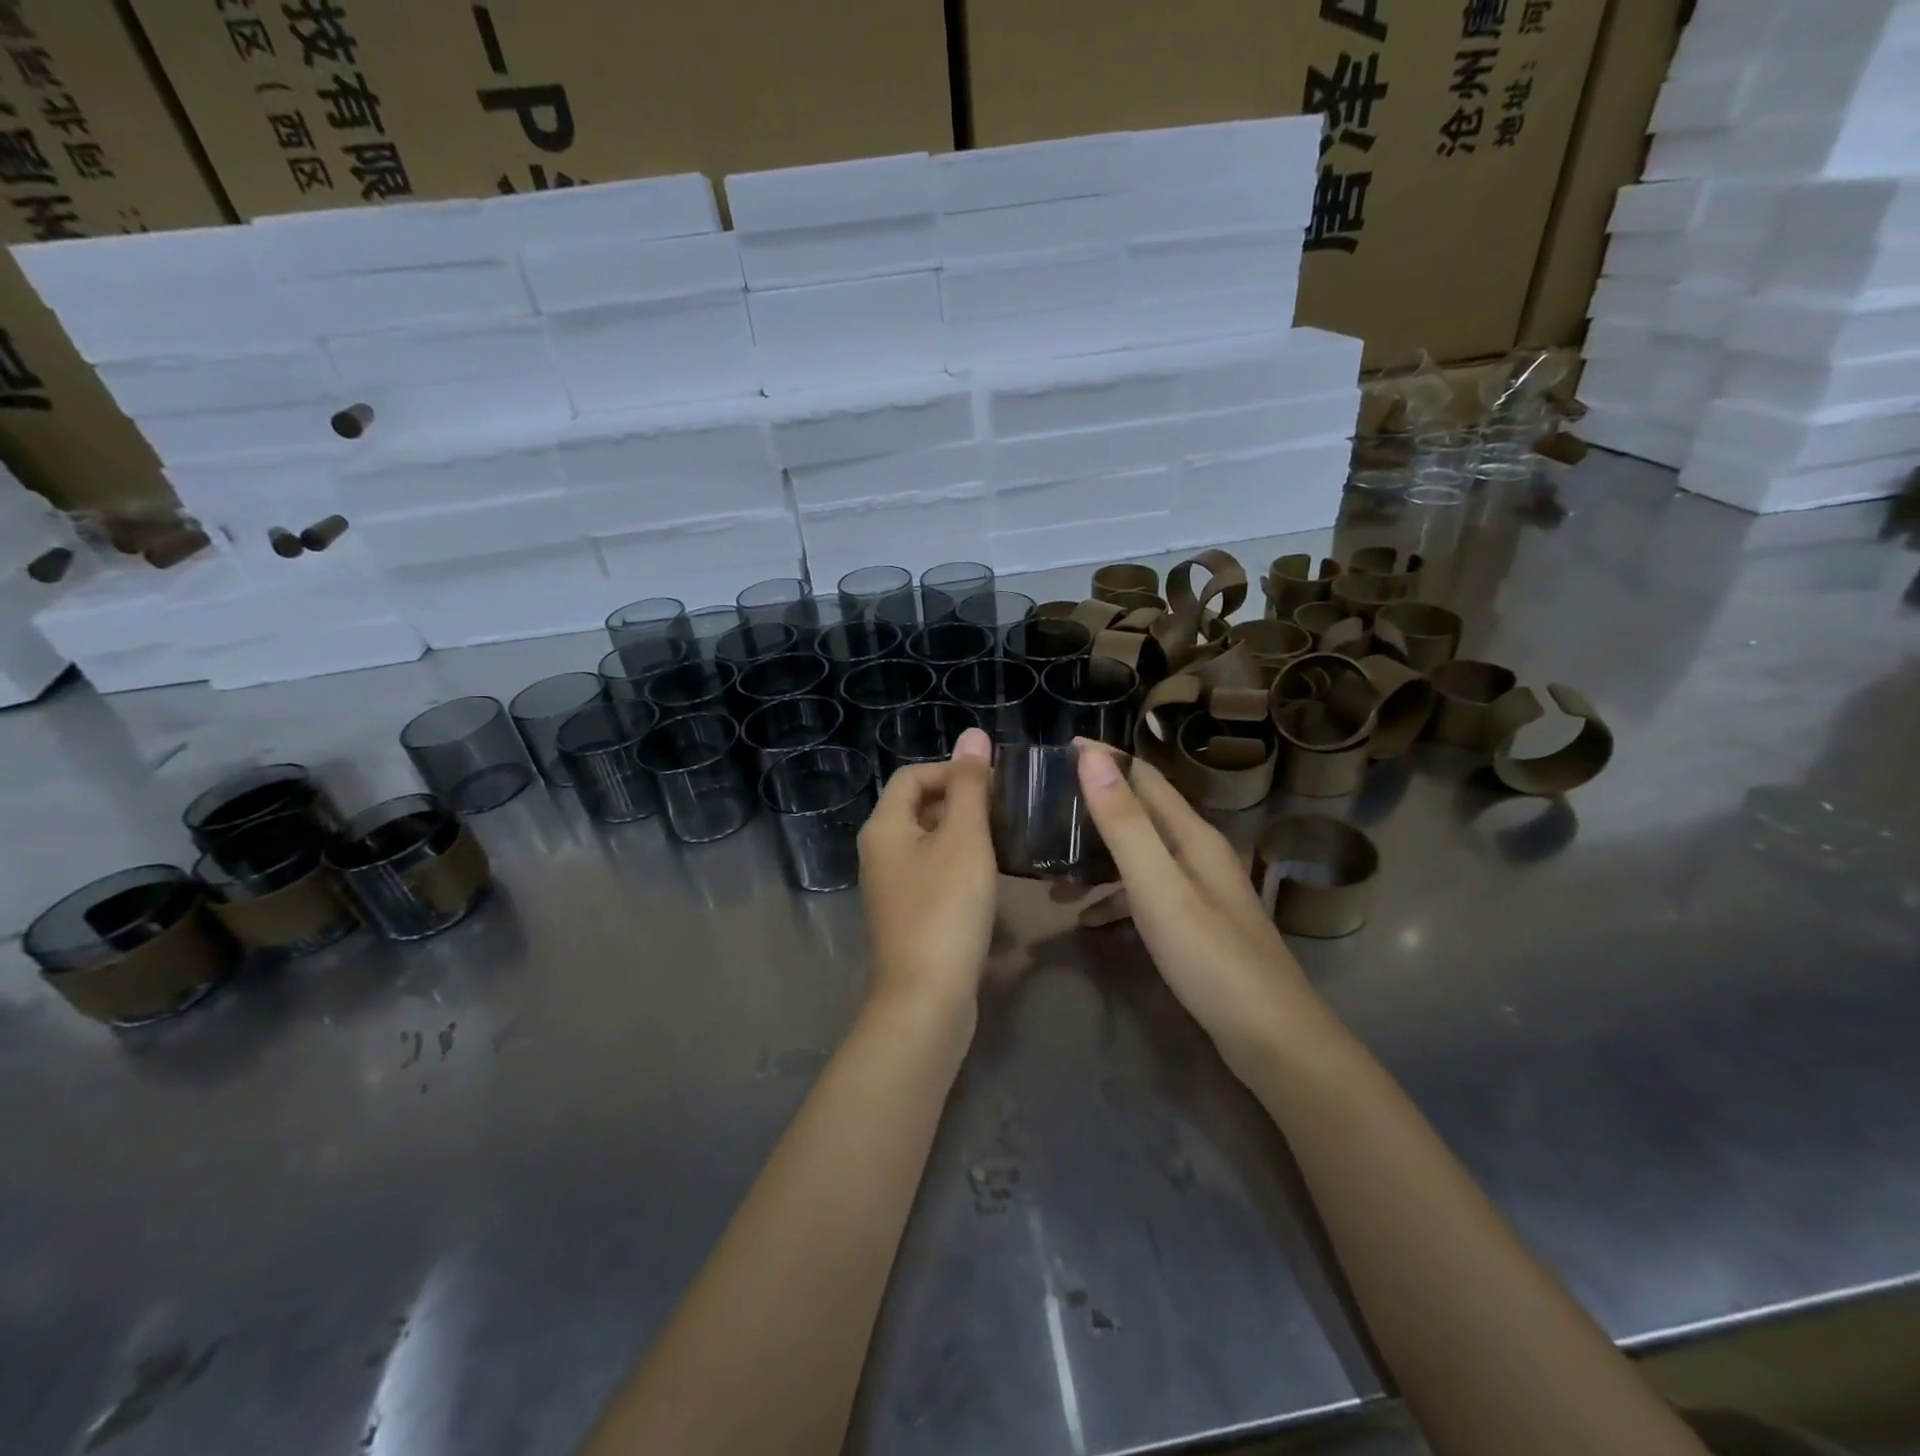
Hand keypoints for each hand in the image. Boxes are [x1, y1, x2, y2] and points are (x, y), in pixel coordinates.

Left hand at [858, 727, 997, 1011]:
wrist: (927, 997)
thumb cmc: (946, 908)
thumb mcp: (964, 839)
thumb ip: (970, 786)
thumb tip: (972, 735)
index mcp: (884, 827)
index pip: (912, 775)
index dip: (952, 770)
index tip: (993, 784)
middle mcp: (879, 852)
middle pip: (917, 807)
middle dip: (961, 802)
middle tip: (1004, 811)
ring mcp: (891, 886)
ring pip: (928, 842)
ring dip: (964, 835)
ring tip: (1004, 840)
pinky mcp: (908, 914)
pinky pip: (933, 873)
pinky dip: (959, 867)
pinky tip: (990, 880)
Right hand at [1072, 743, 1314, 1072]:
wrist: (1271, 1038)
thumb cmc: (1210, 957)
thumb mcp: (1158, 886)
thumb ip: (1125, 824)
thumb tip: (1093, 759)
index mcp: (1192, 835)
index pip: (1144, 777)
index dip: (1104, 759)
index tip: (1058, 750)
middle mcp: (1197, 854)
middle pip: (1139, 816)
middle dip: (1092, 810)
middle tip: (1044, 814)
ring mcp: (1198, 891)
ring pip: (1138, 859)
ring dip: (1096, 862)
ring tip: (1052, 880)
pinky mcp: (1195, 925)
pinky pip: (1144, 896)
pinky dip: (1114, 900)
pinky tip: (1089, 922)